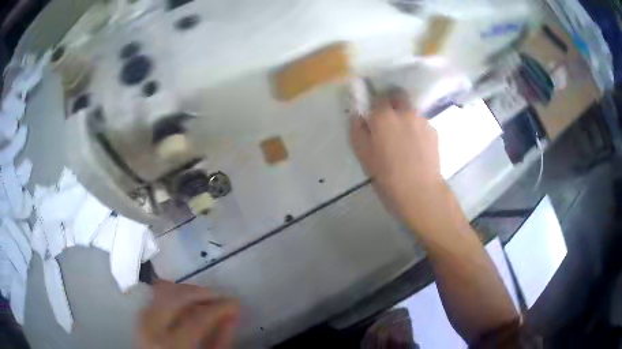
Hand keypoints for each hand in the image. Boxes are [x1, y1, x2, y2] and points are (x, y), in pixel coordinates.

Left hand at [136, 280, 238, 348]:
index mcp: (171, 343)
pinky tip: (184, 300)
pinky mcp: (138, 314)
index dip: (219, 307)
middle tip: (219, 295)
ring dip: (186, 290)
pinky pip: (155, 295)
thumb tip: (232, 315)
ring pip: (163, 290)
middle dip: (201, 292)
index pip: (198, 317)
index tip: (234, 301)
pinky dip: (172, 293)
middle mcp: (151, 326)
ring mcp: (141, 318)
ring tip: (203, 298)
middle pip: (176, 296)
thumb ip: (221, 341)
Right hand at [349, 91, 448, 233]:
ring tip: (405, 138)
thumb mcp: (363, 154)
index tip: (373, 113)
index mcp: (383, 116)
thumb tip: (357, 116)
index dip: (374, 103)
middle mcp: (404, 111)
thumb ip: (357, 130)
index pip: (377, 97)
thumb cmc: (387, 174)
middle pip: (398, 95)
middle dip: (393, 102)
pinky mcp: (434, 131)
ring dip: (406, 117)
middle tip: (389, 119)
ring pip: (411, 110)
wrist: (419, 189)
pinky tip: (417, 147)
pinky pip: (422, 123)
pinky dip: (418, 129)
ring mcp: (421, 120)